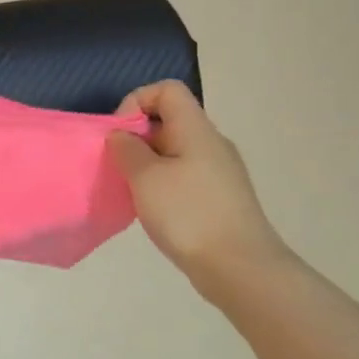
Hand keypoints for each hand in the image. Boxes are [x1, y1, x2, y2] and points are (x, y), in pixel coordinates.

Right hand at [108, 81, 292, 295]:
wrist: (240, 268)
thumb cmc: (189, 214)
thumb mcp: (146, 177)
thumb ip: (127, 149)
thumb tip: (122, 135)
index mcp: (196, 129)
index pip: (167, 90)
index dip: (136, 102)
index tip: (120, 135)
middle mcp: (211, 143)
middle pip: (169, 120)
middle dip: (136, 137)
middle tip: (118, 166)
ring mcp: (218, 172)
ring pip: (174, 150)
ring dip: (146, 164)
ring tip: (133, 192)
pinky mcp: (219, 197)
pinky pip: (183, 175)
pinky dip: (161, 184)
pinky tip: (154, 210)